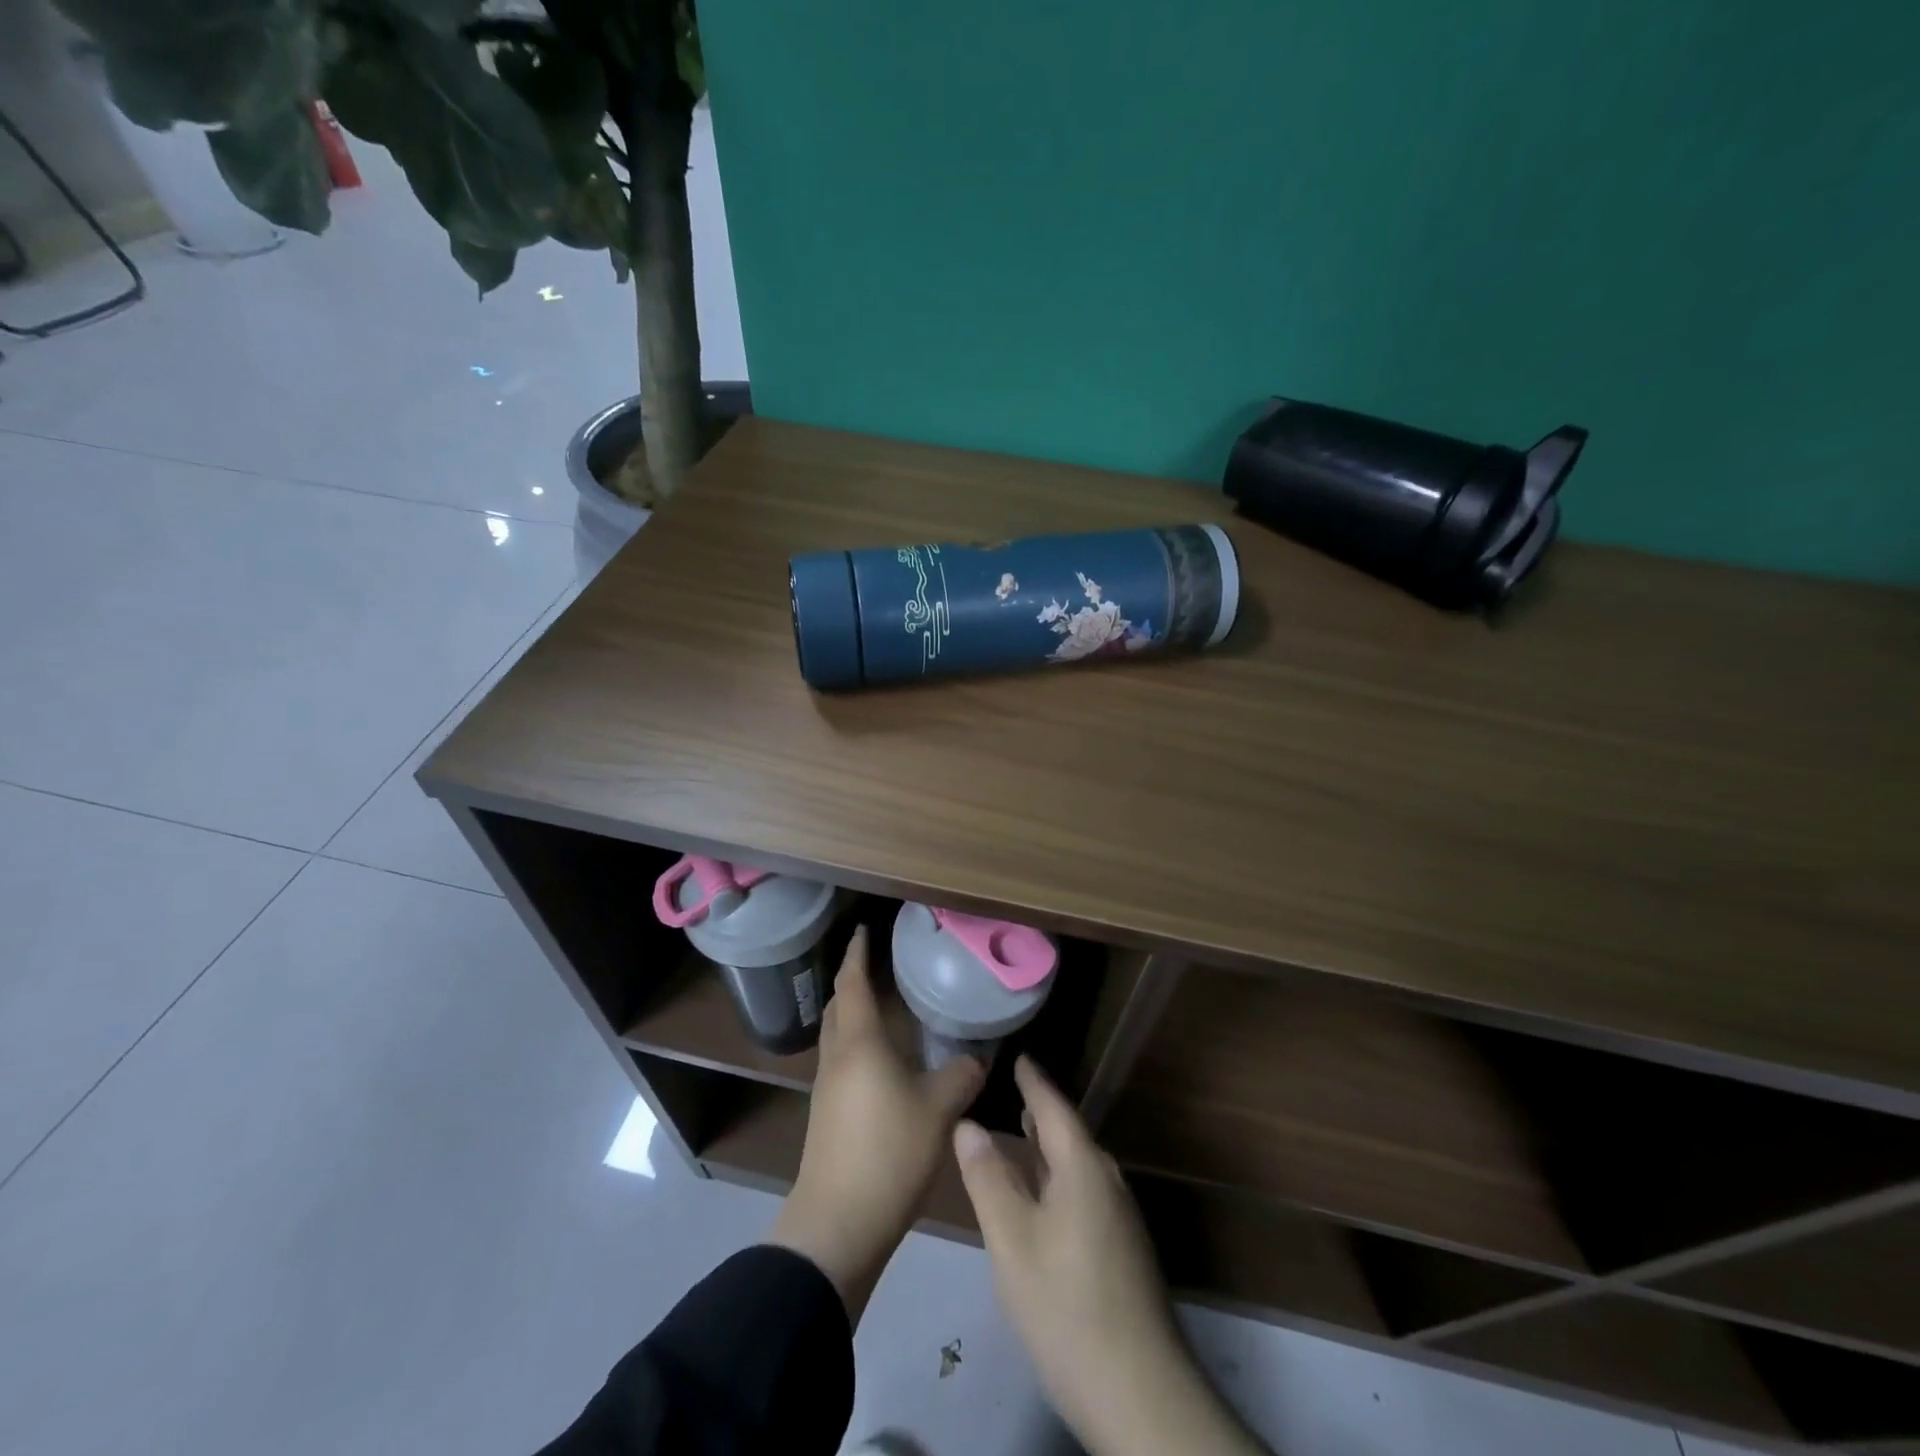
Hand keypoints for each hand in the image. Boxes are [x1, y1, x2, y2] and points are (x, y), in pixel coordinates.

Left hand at [769, 926, 984, 1319]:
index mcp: (858, 1043)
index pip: (853, 983)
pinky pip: (841, 1061)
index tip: (864, 929)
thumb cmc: (888, 1152)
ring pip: (838, 1034)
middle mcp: (837, 1057)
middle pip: (838, 1005)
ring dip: (854, 1013)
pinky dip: (858, 1044)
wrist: (837, 1223)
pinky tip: (883, 1059)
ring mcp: (826, 1087)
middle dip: (853, 980)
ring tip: (885, 1006)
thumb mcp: (939, 1111)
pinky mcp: (827, 1114)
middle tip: (878, 964)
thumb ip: (961, 1077)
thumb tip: (977, 1060)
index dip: (857, 953)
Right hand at [954, 1058, 1264, 1455]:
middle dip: (1041, 1112)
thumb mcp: (1012, 1239)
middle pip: (1069, 1134)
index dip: (1033, 1081)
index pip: (1054, 1107)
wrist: (1139, 1391)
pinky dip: (1058, 1179)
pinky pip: (1084, 1192)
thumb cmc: (1065, 1304)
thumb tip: (968, 1124)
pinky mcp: (1123, 1250)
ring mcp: (1120, 1217)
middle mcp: (1107, 1181)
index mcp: (1083, 1167)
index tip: (1018, 1057)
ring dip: (1049, 1149)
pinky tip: (1042, 1197)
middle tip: (1012, 1091)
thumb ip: (988, 1178)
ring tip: (1022, 1134)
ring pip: (1077, 1167)